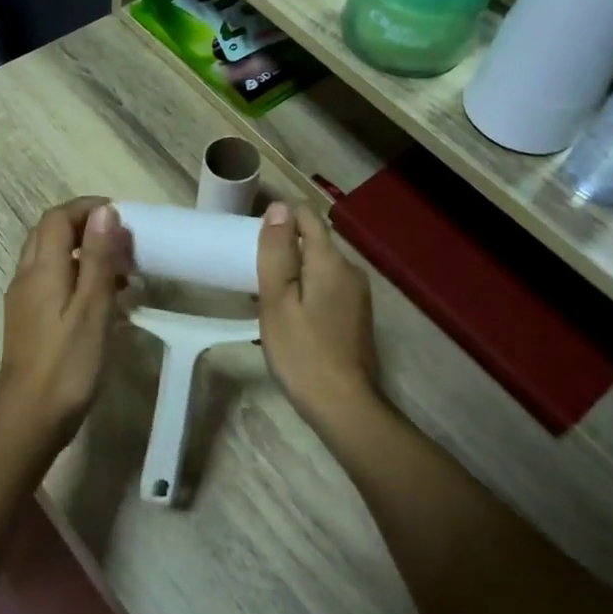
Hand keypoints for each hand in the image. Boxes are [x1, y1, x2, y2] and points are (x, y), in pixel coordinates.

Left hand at [0, 199, 131, 444]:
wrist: (30, 420)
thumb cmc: (68, 365)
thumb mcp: (92, 308)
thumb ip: (98, 258)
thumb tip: (104, 210)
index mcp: (41, 270)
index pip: (57, 218)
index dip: (87, 208)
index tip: (121, 215)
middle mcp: (26, 278)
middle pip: (49, 234)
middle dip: (85, 227)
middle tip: (122, 241)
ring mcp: (23, 301)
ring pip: (50, 259)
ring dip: (82, 253)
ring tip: (120, 271)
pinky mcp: (27, 322)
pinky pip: (50, 283)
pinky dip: (75, 277)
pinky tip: (101, 301)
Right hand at [256, 201, 379, 432]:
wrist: (344, 405)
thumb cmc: (302, 352)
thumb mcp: (277, 300)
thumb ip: (277, 252)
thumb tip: (279, 208)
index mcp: (331, 262)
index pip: (308, 218)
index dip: (281, 218)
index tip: (254, 237)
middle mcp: (351, 271)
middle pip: (315, 243)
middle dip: (285, 249)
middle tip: (254, 273)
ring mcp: (358, 296)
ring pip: (321, 268)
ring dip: (295, 273)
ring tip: (268, 296)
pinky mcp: (357, 317)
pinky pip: (328, 288)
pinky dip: (307, 291)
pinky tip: (291, 316)